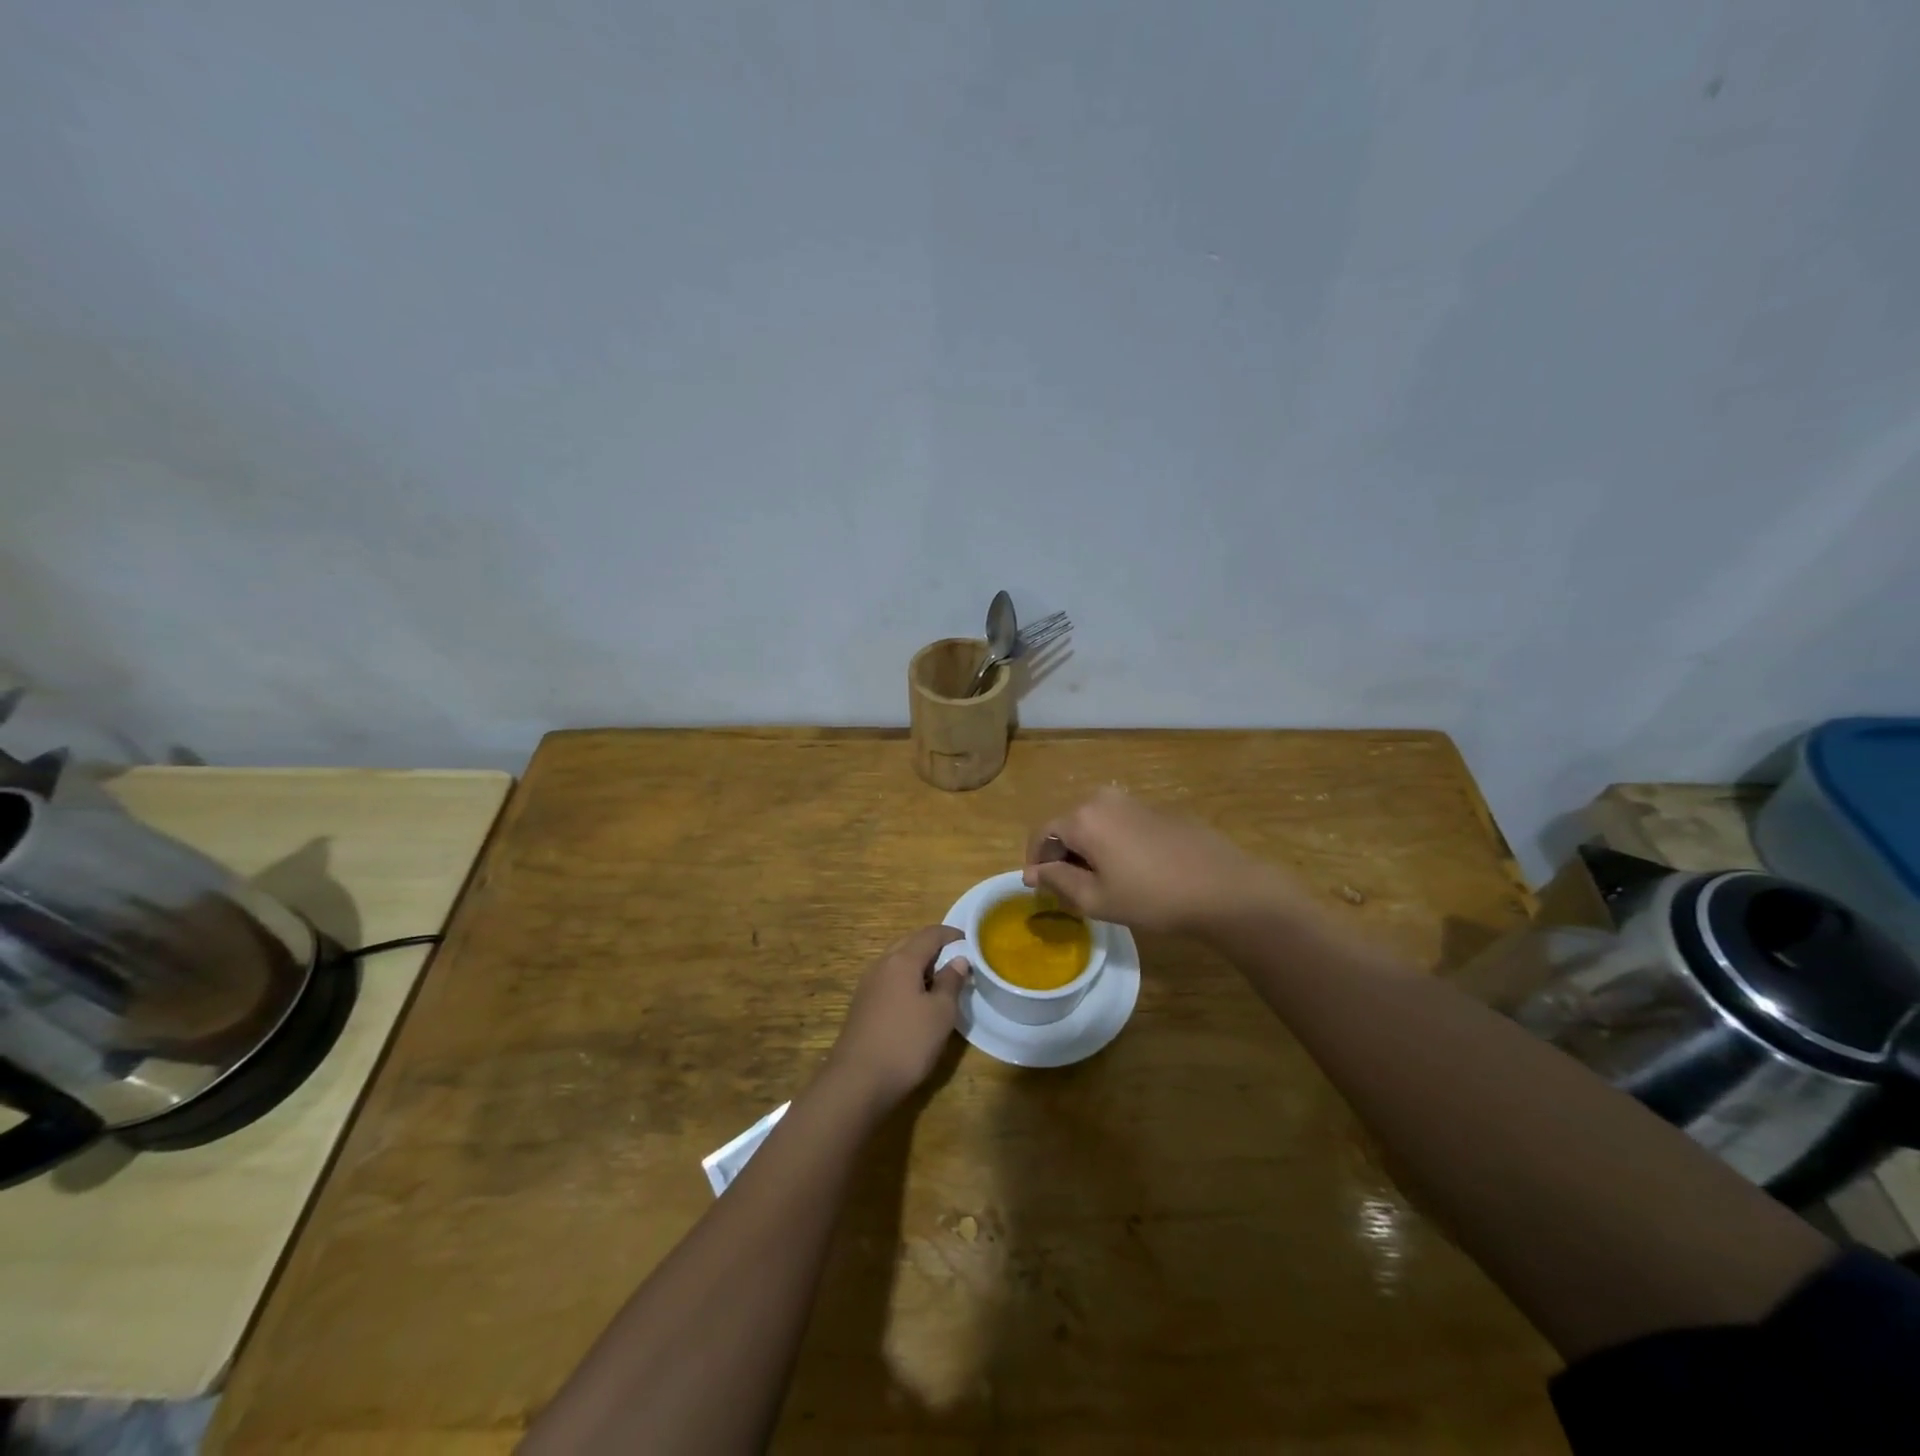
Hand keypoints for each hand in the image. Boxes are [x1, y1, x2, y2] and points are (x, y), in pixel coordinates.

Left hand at [824, 925, 969, 1109]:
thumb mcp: (940, 1013)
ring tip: (941, 983)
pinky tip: (917, 1003)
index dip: (951, 934)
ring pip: (898, 963)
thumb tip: (958, 960)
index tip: (971, 942)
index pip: (930, 934)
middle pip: (910, 944)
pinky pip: (889, 981)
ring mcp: (868, 985)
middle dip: (935, 948)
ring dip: (920, 966)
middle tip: (958, 962)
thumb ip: (951, 982)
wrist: (857, 1081)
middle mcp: (881, 965)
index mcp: (902, 960)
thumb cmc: (906, 1042)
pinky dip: (907, 982)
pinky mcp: (862, 1006)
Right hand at [1023, 787, 1288, 933]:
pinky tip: (1130, 871)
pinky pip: (1118, 823)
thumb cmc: (1152, 897)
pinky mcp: (1157, 809)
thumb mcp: (1096, 899)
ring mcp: (1133, 801)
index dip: (1035, 861)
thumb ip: (1058, 881)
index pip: (1042, 834)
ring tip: (1099, 883)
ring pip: (1094, 824)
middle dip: (1061, 856)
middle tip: (1069, 890)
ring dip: (1087, 850)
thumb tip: (1034, 872)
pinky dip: (1111, 843)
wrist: (1223, 887)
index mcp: (1083, 818)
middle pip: (1067, 826)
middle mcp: (1103, 799)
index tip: (1038, 888)